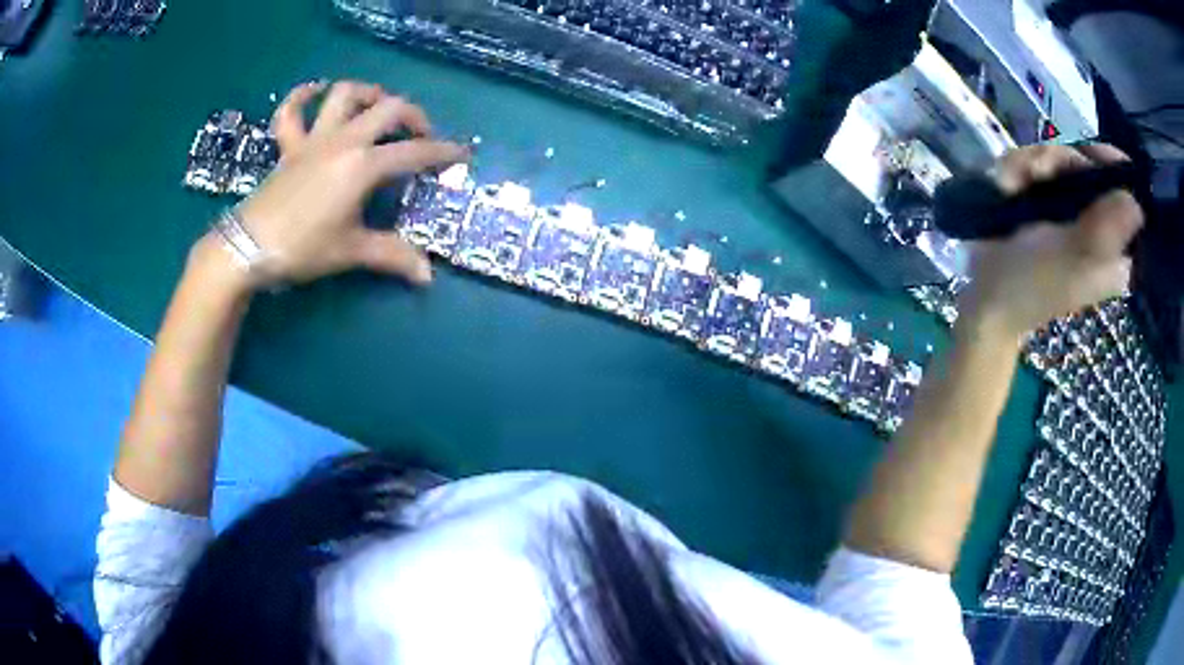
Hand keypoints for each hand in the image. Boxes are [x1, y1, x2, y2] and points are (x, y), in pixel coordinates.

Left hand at [225, 80, 467, 287]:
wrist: (248, 247)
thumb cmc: (302, 248)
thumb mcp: (351, 252)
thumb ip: (392, 256)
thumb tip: (427, 275)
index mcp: (363, 165)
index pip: (414, 152)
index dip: (443, 152)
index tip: (462, 154)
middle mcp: (343, 140)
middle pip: (388, 108)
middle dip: (413, 116)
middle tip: (421, 134)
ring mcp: (313, 138)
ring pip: (344, 94)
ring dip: (367, 93)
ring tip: (378, 105)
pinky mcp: (288, 146)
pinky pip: (291, 111)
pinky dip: (302, 96)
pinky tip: (315, 91)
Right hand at [959, 143, 1143, 339]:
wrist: (985, 298)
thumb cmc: (1032, 284)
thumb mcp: (1073, 258)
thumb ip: (1105, 230)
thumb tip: (1136, 203)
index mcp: (1115, 249)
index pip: (1127, 196)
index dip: (1111, 168)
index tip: (1089, 155)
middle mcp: (1098, 227)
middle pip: (1092, 168)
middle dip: (1062, 162)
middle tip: (1039, 171)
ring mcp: (1071, 212)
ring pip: (1063, 161)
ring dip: (1036, 163)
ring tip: (1014, 183)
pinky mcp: (1045, 203)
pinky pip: (1041, 166)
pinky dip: (1022, 168)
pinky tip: (1009, 184)